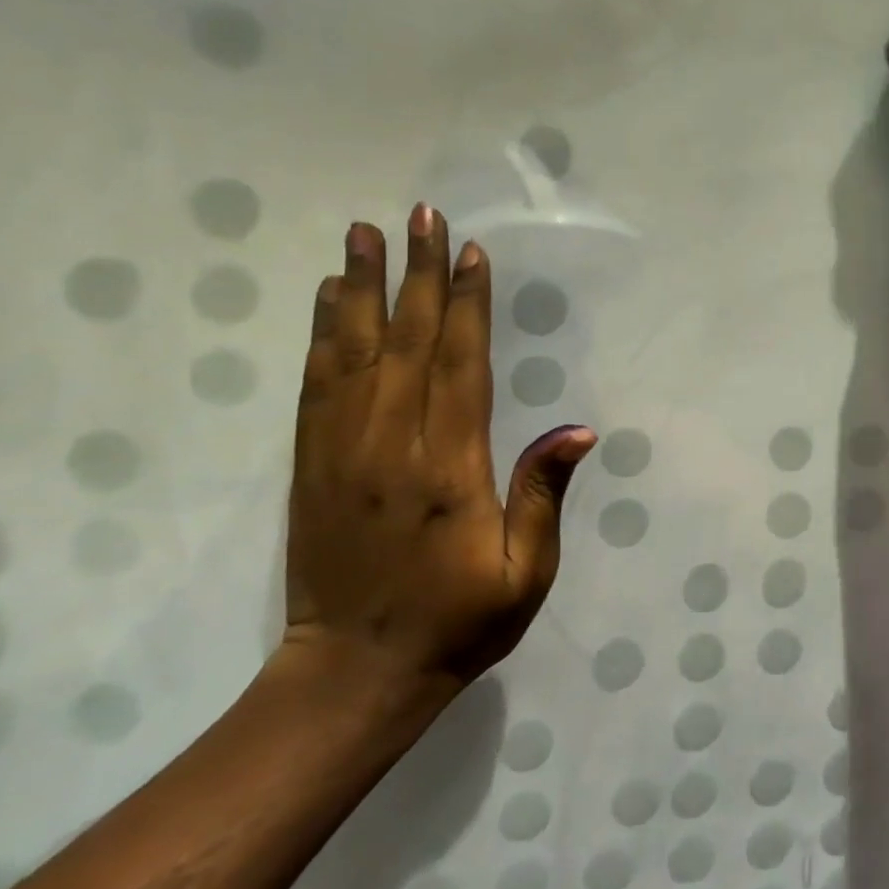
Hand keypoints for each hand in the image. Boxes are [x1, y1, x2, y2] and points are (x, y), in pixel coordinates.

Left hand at [281, 204, 595, 705]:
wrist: (354, 674)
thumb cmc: (457, 623)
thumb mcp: (525, 574)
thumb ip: (543, 496)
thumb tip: (577, 431)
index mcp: (448, 470)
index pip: (460, 366)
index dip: (468, 305)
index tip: (470, 251)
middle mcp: (391, 446)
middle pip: (407, 342)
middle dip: (418, 274)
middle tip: (420, 214)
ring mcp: (342, 452)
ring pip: (352, 352)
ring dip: (361, 288)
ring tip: (363, 233)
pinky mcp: (310, 465)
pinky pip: (315, 386)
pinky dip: (321, 335)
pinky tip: (328, 299)